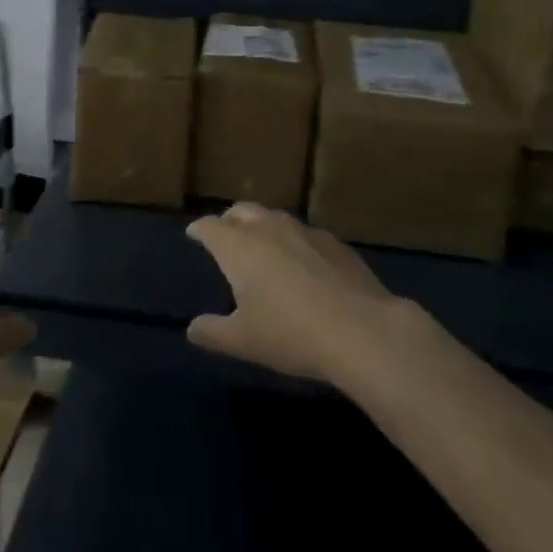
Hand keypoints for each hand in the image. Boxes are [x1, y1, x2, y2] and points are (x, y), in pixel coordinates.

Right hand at [185, 203, 404, 385]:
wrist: (360, 329)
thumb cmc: (290, 333)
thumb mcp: (242, 341)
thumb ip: (212, 332)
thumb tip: (192, 328)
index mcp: (239, 246)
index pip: (210, 226)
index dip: (199, 230)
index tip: (193, 233)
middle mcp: (268, 228)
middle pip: (241, 211)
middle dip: (229, 220)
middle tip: (225, 235)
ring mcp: (304, 231)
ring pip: (274, 217)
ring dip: (262, 226)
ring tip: (262, 246)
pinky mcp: (334, 242)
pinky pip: (304, 233)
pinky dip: (293, 242)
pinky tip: (302, 263)